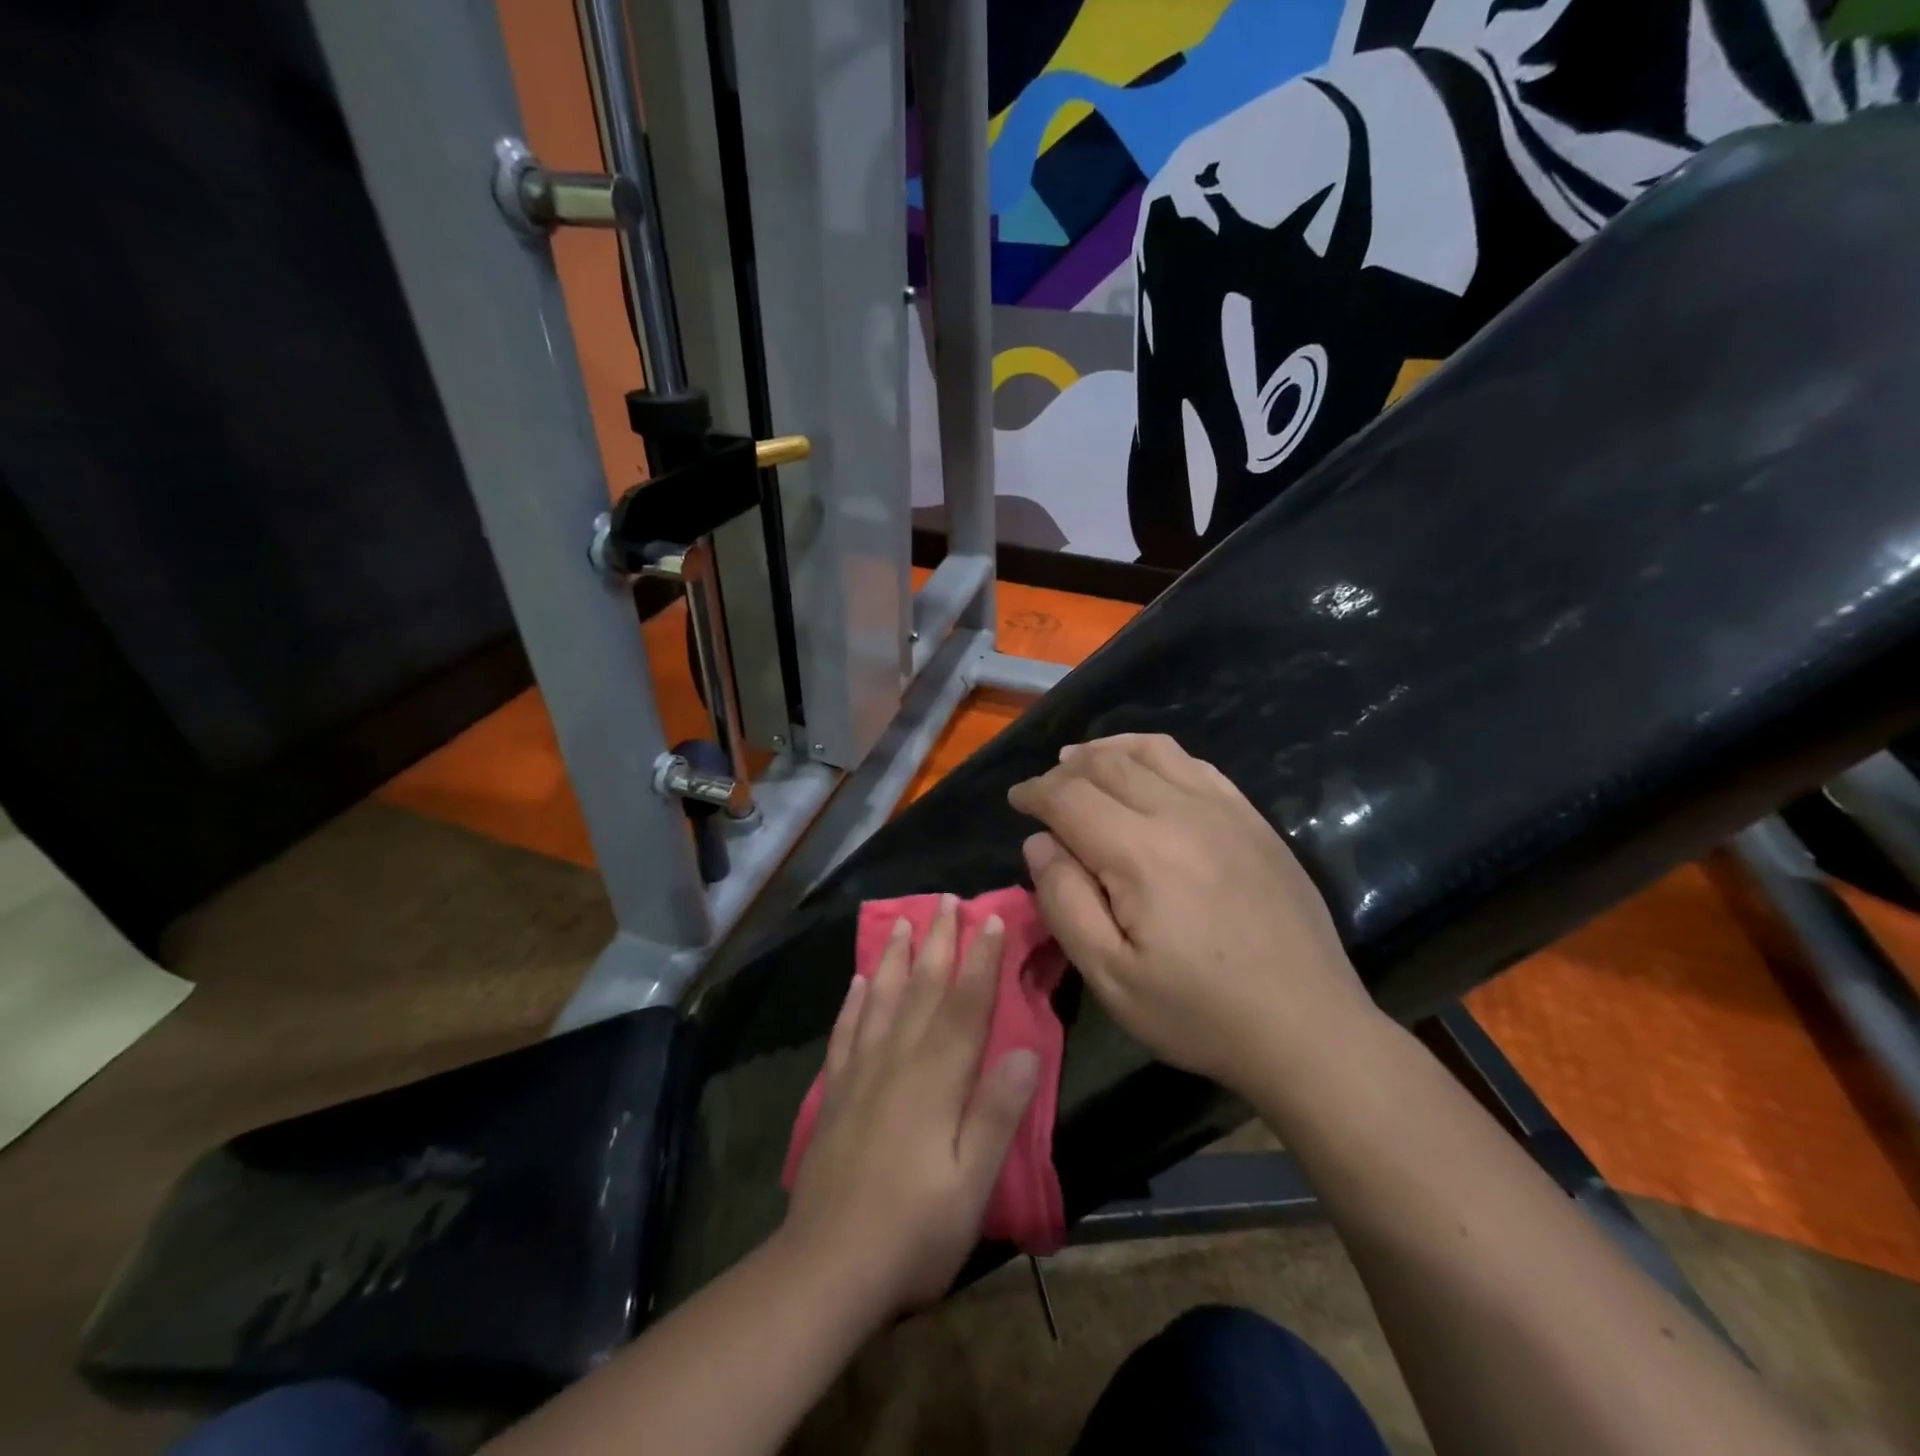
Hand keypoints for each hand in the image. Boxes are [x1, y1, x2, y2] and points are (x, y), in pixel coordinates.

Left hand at [783, 896, 1039, 1322]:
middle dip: (938, 940)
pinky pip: (846, 1030)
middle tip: (945, 899)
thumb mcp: (971, 1184)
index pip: (964, 1005)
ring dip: (893, 956)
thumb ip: (996, 1114)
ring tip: (901, 920)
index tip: (990, 919)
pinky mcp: (836, 1091)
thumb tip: (1026, 1050)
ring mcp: (861, 1073)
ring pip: (880, 998)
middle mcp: (897, 1060)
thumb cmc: (914, 1230)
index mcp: (936, 1079)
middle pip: (921, 988)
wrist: (827, 1267)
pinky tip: (856, 980)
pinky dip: (853, 1000)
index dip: (980, 960)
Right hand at [1007, 734, 1374, 1094]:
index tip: (1017, 801)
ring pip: (1152, 750)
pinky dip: (1155, 754)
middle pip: (1107, 764)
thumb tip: (1039, 843)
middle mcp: (1181, 812)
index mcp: (1140, 852)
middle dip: (1065, 770)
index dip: (1035, 793)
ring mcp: (1224, 810)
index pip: (1070, 796)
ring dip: (1107, 750)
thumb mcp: (1110, 977)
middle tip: (1046, 791)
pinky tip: (1146, 770)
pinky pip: (1195, 764)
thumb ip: (1064, 902)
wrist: (1308, 1027)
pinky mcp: (1253, 819)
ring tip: (1083, 762)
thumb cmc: (1199, 1012)